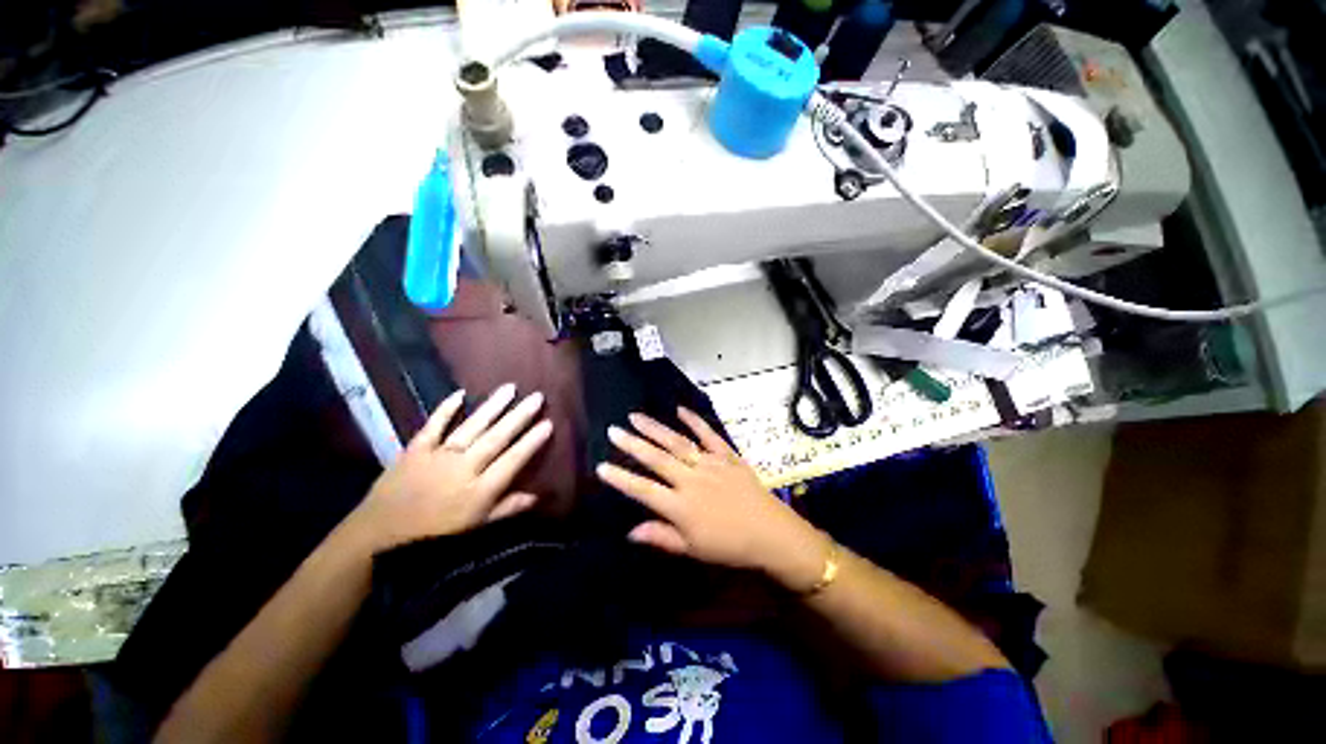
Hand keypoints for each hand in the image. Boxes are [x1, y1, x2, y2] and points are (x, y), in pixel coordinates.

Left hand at [348, 384, 552, 550]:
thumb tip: (536, 497)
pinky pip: (433, 426)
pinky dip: (445, 409)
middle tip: (537, 397)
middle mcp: (463, 468)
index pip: (512, 461)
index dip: (531, 442)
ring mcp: (439, 456)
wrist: (377, 538)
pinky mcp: (415, 450)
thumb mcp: (474, 530)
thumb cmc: (432, 538)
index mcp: (479, 491)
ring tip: (511, 388)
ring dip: (492, 407)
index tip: (548, 423)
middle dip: (519, 416)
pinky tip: (461, 393)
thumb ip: (505, 510)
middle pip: (496, 438)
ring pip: (471, 427)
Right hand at [596, 407, 830, 591]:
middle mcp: (691, 480)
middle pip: (657, 459)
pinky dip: (695, 421)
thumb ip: (661, 537)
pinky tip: (680, 409)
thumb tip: (630, 531)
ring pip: (677, 443)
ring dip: (655, 429)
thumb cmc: (729, 546)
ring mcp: (710, 464)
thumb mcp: (693, 550)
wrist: (771, 533)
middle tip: (613, 430)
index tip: (601, 466)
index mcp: (681, 506)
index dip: (621, 479)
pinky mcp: (727, 455)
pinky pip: (709, 435)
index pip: (644, 490)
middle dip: (632, 444)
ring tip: (636, 416)